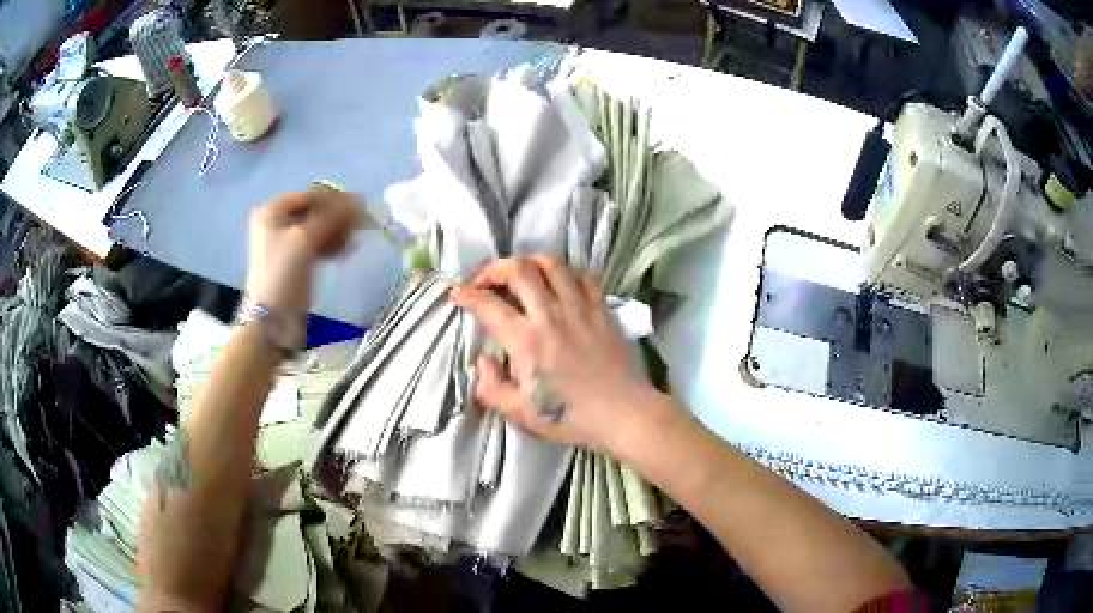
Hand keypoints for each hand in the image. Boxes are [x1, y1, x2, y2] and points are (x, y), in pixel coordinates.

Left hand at [245, 187, 361, 315]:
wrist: (271, 323)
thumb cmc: (283, 276)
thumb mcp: (304, 241)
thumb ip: (331, 217)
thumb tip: (359, 200)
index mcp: (273, 211)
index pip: (311, 195)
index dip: (337, 200)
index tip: (362, 208)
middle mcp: (277, 222)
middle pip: (315, 210)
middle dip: (338, 218)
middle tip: (360, 228)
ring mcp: (285, 242)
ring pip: (318, 227)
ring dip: (337, 232)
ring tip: (350, 244)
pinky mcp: (294, 261)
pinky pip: (317, 243)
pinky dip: (330, 245)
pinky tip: (343, 252)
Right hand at [450, 256, 666, 452]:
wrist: (623, 414)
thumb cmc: (570, 418)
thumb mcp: (520, 414)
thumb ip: (490, 388)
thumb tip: (481, 362)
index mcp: (526, 341)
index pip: (488, 304)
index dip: (466, 294)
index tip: (457, 295)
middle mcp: (551, 315)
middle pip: (519, 269)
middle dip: (495, 268)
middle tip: (486, 281)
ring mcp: (580, 308)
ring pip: (552, 264)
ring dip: (529, 263)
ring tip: (520, 276)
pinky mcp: (602, 309)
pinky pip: (583, 275)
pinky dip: (566, 272)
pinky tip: (559, 284)